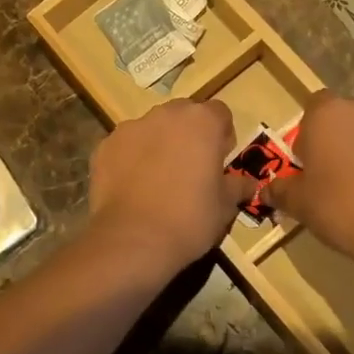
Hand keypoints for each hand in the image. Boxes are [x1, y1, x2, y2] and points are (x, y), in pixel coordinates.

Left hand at [88, 100, 251, 272]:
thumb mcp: (224, 206)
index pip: (220, 113)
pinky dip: (130, 159)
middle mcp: (165, 115)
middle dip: (189, 135)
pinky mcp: (104, 147)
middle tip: (190, 169)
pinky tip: (133, 188)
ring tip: (157, 181)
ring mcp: (130, 128)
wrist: (133, 240)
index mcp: (201, 122)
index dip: (222, 136)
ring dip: (158, 145)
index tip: (219, 161)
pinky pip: (125, 147)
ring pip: (151, 129)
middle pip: (183, 115)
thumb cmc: (190, 219)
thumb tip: (249, 184)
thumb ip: (237, 186)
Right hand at [264, 93, 353, 284]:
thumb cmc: (342, 210)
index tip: (314, 162)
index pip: (314, 107)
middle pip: (350, 117)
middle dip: (346, 139)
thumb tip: (268, 190)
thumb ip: (281, 191)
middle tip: (344, 176)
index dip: (312, 133)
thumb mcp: (300, 205)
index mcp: (328, 114)